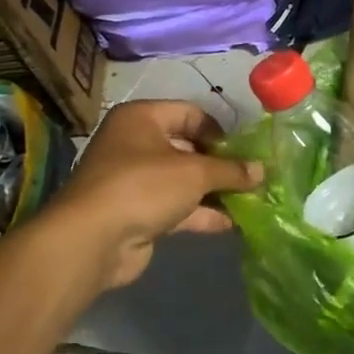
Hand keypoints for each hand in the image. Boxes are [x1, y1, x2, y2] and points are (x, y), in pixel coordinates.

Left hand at [53, 100, 261, 287]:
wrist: (92, 240)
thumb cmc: (143, 186)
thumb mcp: (195, 172)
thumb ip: (231, 170)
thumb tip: (262, 171)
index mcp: (142, 119)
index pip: (190, 113)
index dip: (219, 131)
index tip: (244, 152)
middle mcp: (135, 144)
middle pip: (188, 148)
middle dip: (220, 164)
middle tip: (251, 177)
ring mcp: (134, 181)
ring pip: (183, 181)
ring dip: (214, 191)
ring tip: (249, 201)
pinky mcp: (138, 213)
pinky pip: (176, 207)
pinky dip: (201, 213)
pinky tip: (231, 224)